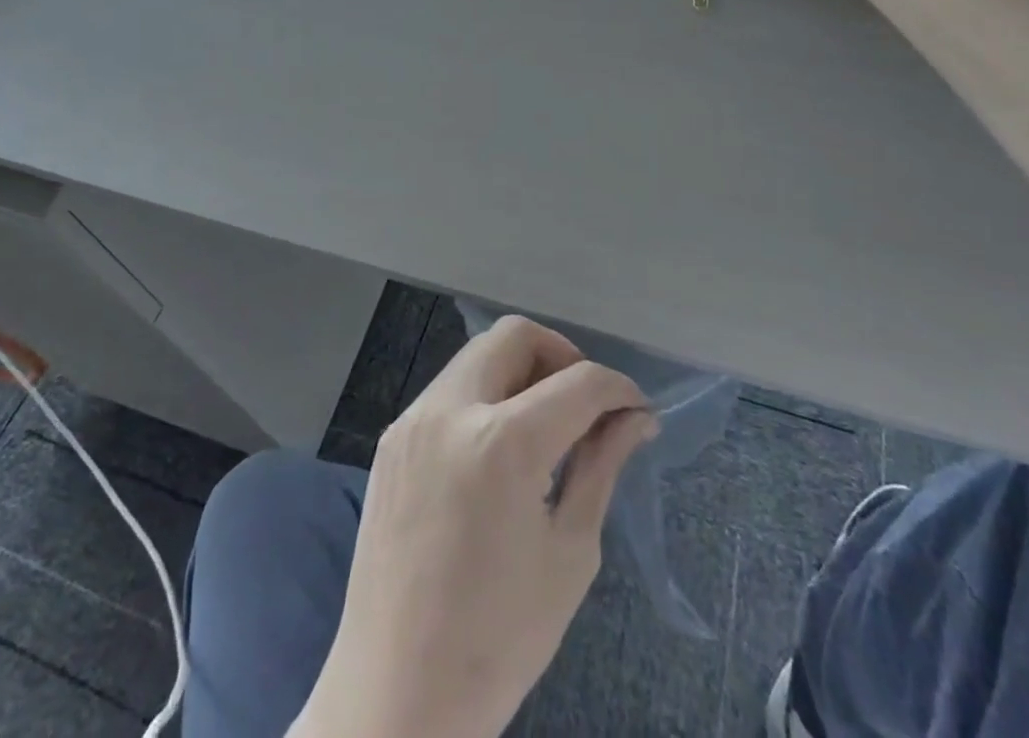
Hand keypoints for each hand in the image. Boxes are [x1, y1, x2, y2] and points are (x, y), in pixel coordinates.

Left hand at [294, 317, 656, 737]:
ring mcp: (413, 419)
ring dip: (520, 371)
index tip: (636, 410)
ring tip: (545, 426)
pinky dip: (484, 395)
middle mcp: (450, 409)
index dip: (617, 388)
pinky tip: (498, 449)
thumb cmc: (499, 639)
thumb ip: (601, 466)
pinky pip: (449, 389)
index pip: (577, 382)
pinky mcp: (392, 436)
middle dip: (561, 357)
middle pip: (515, 335)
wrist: (396, 693)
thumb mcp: (570, 552)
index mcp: (502, 442)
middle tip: (584, 405)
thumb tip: (636, 419)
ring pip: (478, 355)